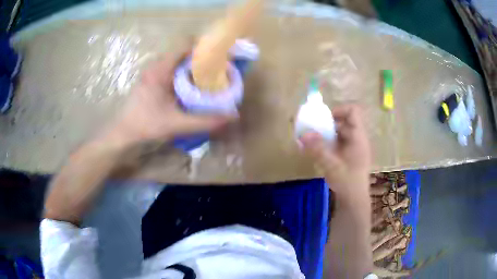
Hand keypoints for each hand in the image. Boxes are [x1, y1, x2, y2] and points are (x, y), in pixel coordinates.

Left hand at [108, 53, 234, 145]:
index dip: (204, 46)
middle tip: (219, 70)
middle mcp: (156, 66)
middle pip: (184, 52)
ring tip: (209, 78)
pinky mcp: (151, 81)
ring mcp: (153, 73)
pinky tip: (192, 88)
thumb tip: (232, 117)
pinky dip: (185, 75)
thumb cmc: (145, 125)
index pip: (185, 44)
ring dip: (193, 67)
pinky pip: (172, 70)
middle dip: (202, 59)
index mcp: (161, 69)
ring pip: (178, 62)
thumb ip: (205, 121)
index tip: (220, 56)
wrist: (123, 134)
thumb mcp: (176, 124)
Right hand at [300, 104, 370, 202]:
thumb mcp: (331, 165)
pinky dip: (328, 143)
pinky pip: (338, 142)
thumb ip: (317, 148)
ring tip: (312, 141)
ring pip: (340, 132)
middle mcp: (357, 139)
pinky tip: (317, 151)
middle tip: (312, 130)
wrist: (354, 201)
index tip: (324, 119)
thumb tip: (303, 134)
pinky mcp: (349, 155)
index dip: (339, 110)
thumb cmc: (347, 182)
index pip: (353, 111)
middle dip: (327, 123)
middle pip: (344, 121)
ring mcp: (354, 147)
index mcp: (358, 137)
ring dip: (326, 134)